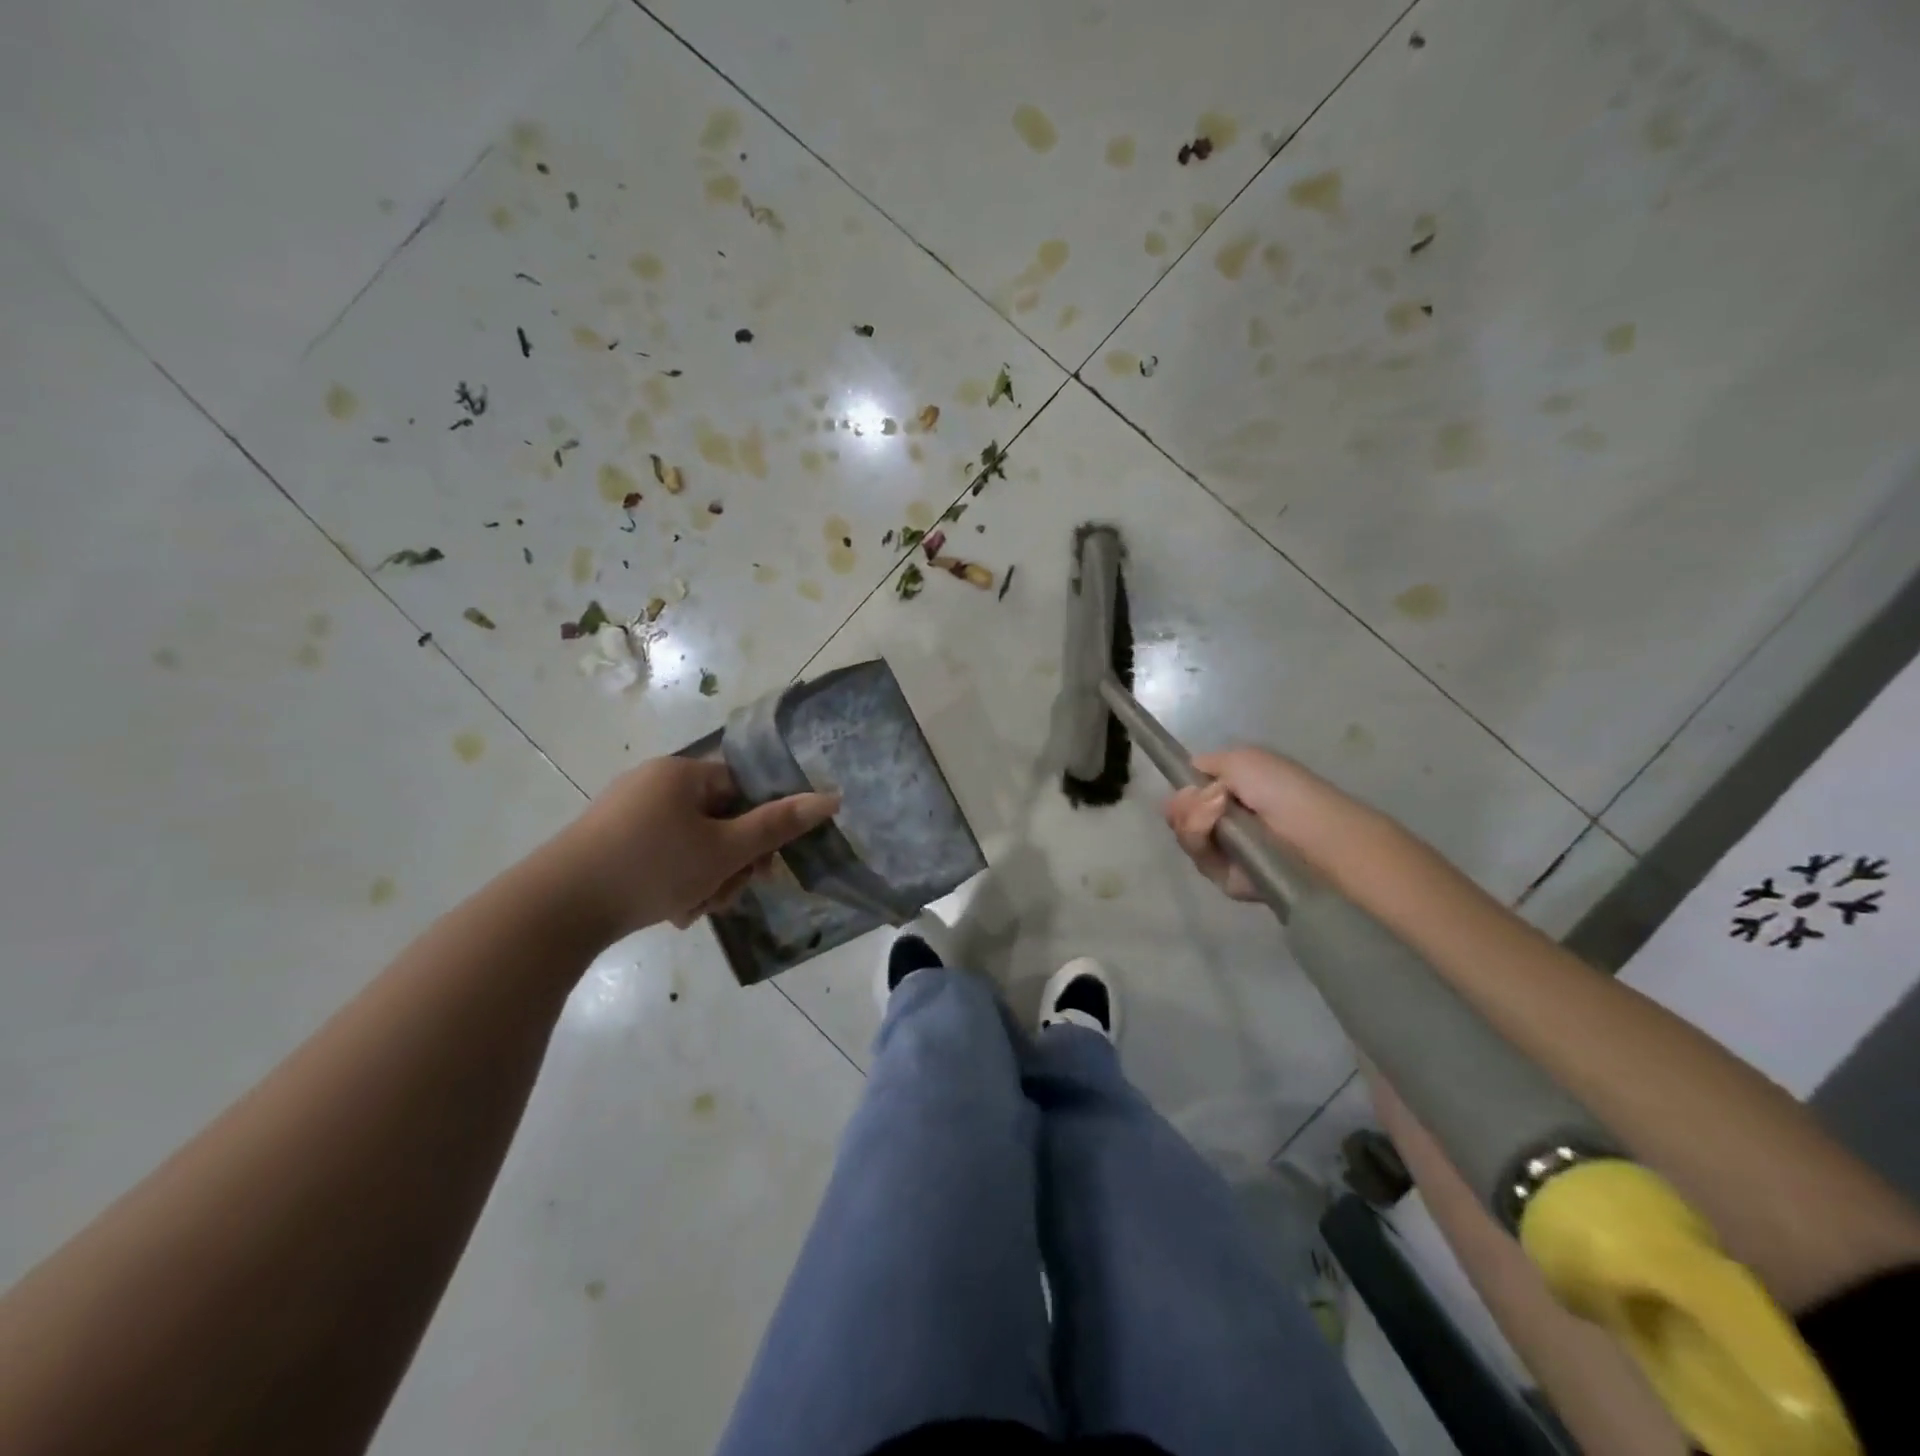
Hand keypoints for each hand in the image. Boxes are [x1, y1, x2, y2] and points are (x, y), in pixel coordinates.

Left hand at [549, 756, 839, 937]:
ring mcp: (626, 812)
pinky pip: (661, 854)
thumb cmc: (652, 868)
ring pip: (691, 843)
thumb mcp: (724, 851)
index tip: (762, 866)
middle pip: (718, 819)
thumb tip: (831, 798)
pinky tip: (671, 912)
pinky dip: (674, 880)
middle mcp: (654, 783)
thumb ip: (779, 825)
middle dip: (730, 862)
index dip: (760, 828)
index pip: (743, 788)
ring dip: (705, 878)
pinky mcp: (608, 840)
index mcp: (682, 773)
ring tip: (693, 910)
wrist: (556, 909)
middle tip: (725, 895)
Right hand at [1162, 746, 1341, 900]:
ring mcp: (1227, 852)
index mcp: (1233, 793)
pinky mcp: (1229, 879)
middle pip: (1180, 817)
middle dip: (1185, 807)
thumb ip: (1206, 765)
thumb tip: (1188, 783)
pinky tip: (1226, 838)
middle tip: (1208, 801)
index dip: (1183, 791)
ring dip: (1194, 822)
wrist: (1314, 836)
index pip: (1190, 794)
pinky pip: (1201, 863)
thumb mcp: (1242, 760)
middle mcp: (1228, 822)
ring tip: (1217, 813)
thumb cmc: (1283, 790)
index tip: (1187, 788)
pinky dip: (1205, 846)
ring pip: (1187, 838)